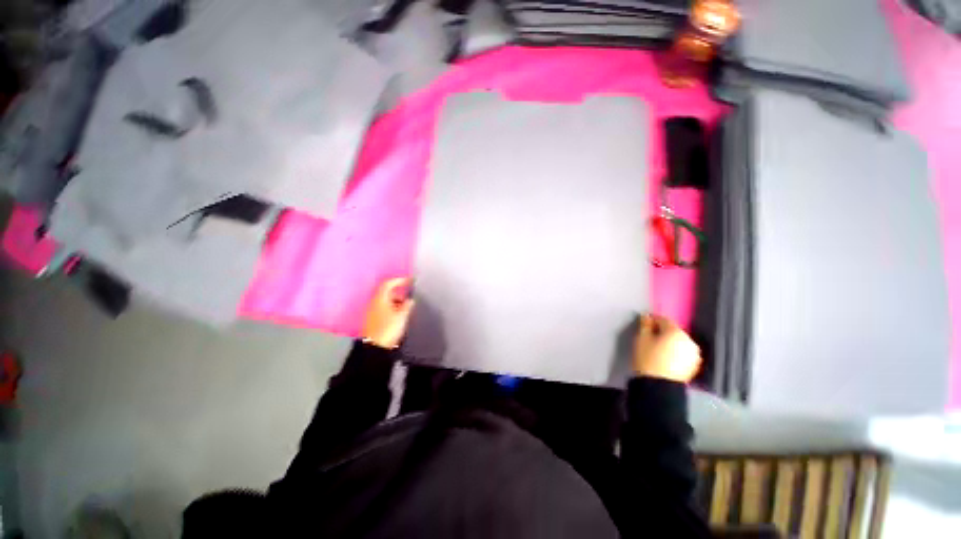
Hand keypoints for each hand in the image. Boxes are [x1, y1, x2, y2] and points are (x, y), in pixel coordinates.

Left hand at [361, 277, 414, 348]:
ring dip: (394, 299)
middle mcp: (374, 302)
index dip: (399, 280)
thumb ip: (407, 306)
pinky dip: (390, 306)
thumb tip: (410, 300)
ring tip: (404, 304)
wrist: (375, 347)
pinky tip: (397, 312)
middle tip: (407, 292)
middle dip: (397, 290)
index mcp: (380, 299)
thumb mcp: (402, 316)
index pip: (388, 283)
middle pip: (385, 291)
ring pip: (384, 299)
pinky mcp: (372, 318)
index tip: (408, 280)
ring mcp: (372, 310)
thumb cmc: (388, 329)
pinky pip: (382, 306)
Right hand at [633, 314, 701, 382]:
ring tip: (658, 348)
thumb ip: (645, 325)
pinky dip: (675, 352)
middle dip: (662, 332)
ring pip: (679, 342)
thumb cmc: (647, 359)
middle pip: (673, 331)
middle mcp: (689, 340)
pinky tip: (666, 357)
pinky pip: (683, 352)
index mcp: (676, 332)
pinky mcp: (694, 365)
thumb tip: (647, 317)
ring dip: (670, 342)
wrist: (659, 387)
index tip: (644, 324)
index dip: (652, 320)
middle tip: (650, 337)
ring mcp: (694, 354)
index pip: (663, 320)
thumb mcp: (641, 339)